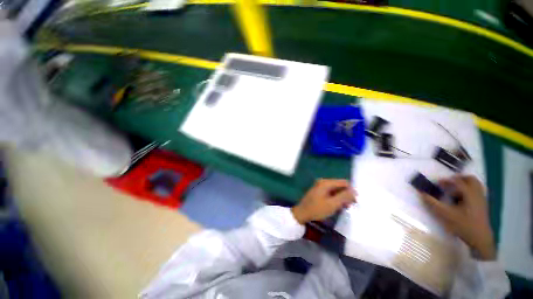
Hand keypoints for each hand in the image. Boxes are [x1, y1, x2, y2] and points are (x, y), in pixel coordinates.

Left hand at [291, 179, 355, 224]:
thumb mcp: (332, 204)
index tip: (355, 201)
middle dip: (346, 194)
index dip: (351, 191)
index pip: (344, 182)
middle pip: (339, 186)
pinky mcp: (319, 191)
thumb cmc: (317, 209)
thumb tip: (354, 191)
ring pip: (335, 190)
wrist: (302, 213)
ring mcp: (320, 186)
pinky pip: (330, 192)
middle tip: (350, 205)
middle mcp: (323, 182)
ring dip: (341, 197)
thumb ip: (344, 197)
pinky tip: (338, 206)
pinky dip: (335, 198)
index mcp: (326, 183)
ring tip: (345, 207)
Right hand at [419, 175, 495, 259]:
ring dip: (463, 184)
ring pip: (474, 185)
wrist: (480, 239)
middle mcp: (477, 193)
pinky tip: (461, 199)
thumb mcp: (445, 214)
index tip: (436, 183)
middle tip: (447, 184)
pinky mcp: (483, 205)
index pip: (457, 181)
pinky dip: (468, 191)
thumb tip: (422, 193)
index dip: (446, 181)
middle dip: (458, 179)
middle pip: (470, 179)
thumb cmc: (463, 225)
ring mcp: (482, 199)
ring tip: (453, 191)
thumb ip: (433, 203)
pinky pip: (476, 191)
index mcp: (469, 194)